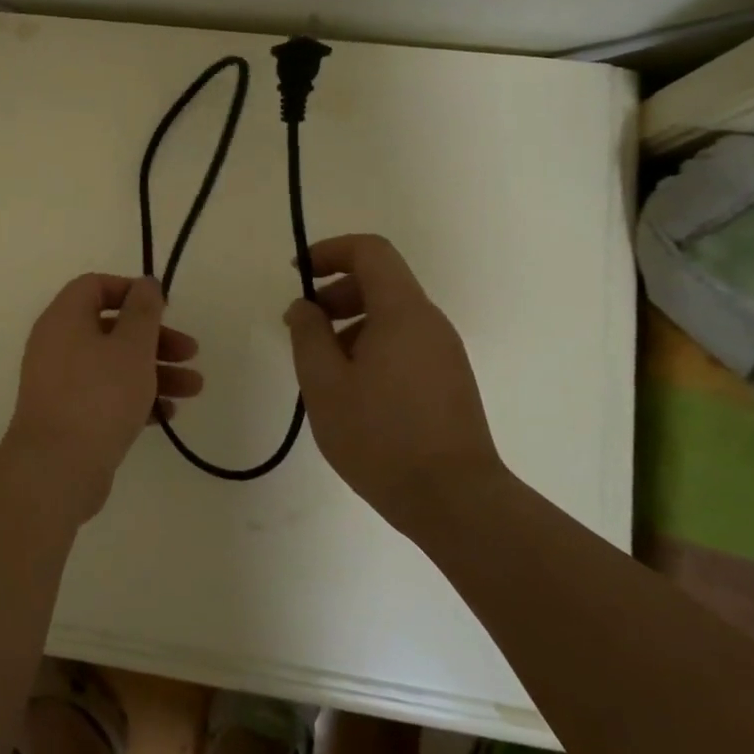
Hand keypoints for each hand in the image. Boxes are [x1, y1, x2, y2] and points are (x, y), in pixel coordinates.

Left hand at [1, 274, 201, 523]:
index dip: (131, 292)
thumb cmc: (99, 396)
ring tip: (194, 389)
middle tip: (191, 352)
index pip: (95, 286)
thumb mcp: (132, 346)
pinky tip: (167, 413)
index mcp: (64, 319)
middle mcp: (57, 344)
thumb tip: (146, 283)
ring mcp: (60, 382)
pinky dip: (135, 397)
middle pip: (111, 327)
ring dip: (154, 370)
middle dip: (155, 338)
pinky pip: (105, 395)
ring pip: (113, 364)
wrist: (56, 469)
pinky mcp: (68, 415)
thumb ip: (143, 310)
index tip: (163, 309)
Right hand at [283, 235, 504, 521]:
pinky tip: (351, 390)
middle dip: (335, 292)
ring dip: (350, 323)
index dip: (330, 251)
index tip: (299, 274)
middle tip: (303, 326)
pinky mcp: (448, 380)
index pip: (370, 251)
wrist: (455, 501)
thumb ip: (308, 335)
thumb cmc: (381, 437)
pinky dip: (371, 346)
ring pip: (391, 315)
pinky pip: (404, 342)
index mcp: (403, 313)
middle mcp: (430, 323)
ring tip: (322, 366)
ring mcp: (444, 353)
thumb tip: (305, 306)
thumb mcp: (324, 384)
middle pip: (381, 281)